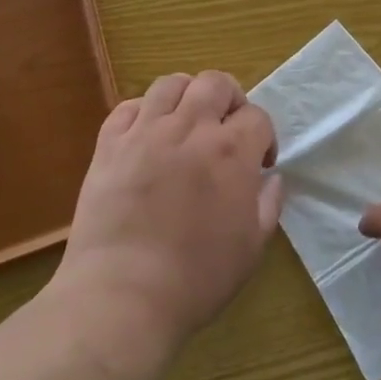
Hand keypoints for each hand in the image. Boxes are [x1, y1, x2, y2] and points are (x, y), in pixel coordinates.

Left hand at [56, 71, 281, 359]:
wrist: (123, 296)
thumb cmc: (196, 278)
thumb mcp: (252, 248)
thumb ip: (268, 204)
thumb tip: (271, 178)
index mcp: (231, 152)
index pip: (257, 116)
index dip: (264, 136)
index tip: (260, 163)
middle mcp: (190, 129)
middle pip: (215, 83)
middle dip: (229, 100)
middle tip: (226, 129)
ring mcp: (145, 133)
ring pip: (170, 84)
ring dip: (186, 96)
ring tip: (186, 123)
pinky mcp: (109, 145)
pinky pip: (127, 107)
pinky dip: (143, 112)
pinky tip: (147, 135)